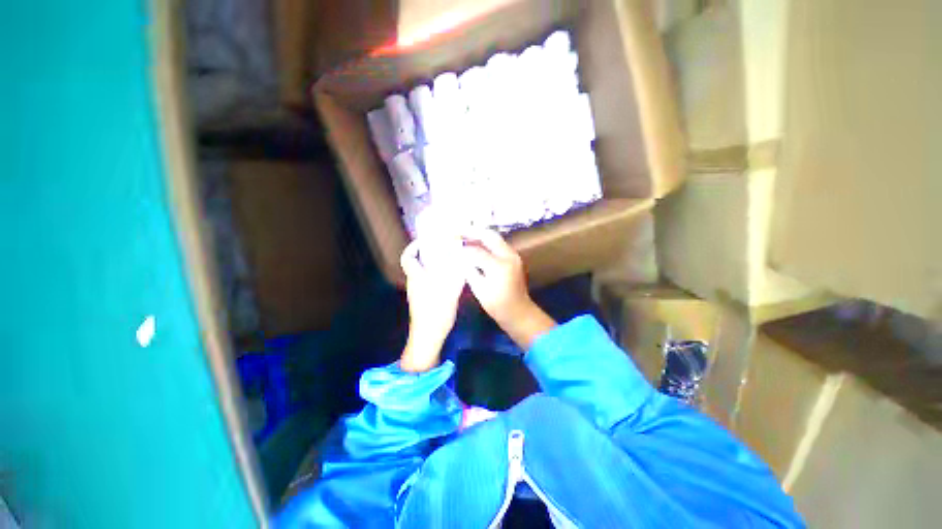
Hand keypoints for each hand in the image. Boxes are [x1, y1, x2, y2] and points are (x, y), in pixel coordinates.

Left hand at [400, 239, 465, 371]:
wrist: (429, 335)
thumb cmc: (436, 310)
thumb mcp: (449, 289)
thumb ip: (456, 272)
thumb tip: (461, 257)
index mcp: (417, 276)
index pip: (407, 258)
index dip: (413, 247)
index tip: (424, 241)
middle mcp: (414, 282)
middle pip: (416, 263)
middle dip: (427, 254)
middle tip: (442, 248)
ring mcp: (417, 292)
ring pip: (422, 272)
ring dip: (432, 265)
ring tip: (449, 261)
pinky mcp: (422, 300)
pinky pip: (427, 281)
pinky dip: (436, 276)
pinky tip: (450, 278)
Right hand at [461, 229, 555, 348]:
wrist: (519, 312)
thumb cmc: (498, 305)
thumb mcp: (480, 290)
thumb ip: (469, 270)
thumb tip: (459, 256)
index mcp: (499, 266)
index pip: (476, 251)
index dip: (462, 248)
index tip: (450, 245)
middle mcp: (508, 256)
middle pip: (489, 236)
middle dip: (472, 231)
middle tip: (457, 231)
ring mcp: (513, 255)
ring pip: (495, 238)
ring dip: (479, 235)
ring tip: (464, 236)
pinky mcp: (514, 257)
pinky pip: (498, 244)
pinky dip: (486, 242)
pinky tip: (475, 245)